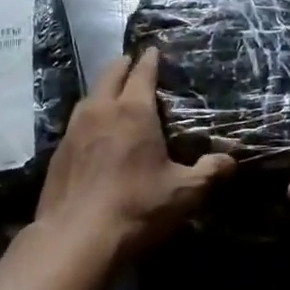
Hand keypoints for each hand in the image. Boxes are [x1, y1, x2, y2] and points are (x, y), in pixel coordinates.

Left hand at [35, 47, 233, 257]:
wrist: (74, 239)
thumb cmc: (136, 208)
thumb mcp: (183, 193)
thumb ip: (209, 172)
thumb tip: (231, 160)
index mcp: (133, 111)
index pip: (142, 73)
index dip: (150, 60)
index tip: (154, 50)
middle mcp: (101, 110)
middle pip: (110, 74)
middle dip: (124, 65)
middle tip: (133, 63)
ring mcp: (74, 129)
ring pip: (90, 96)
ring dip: (103, 89)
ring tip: (113, 93)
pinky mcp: (58, 151)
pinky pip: (76, 121)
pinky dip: (89, 115)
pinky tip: (93, 131)